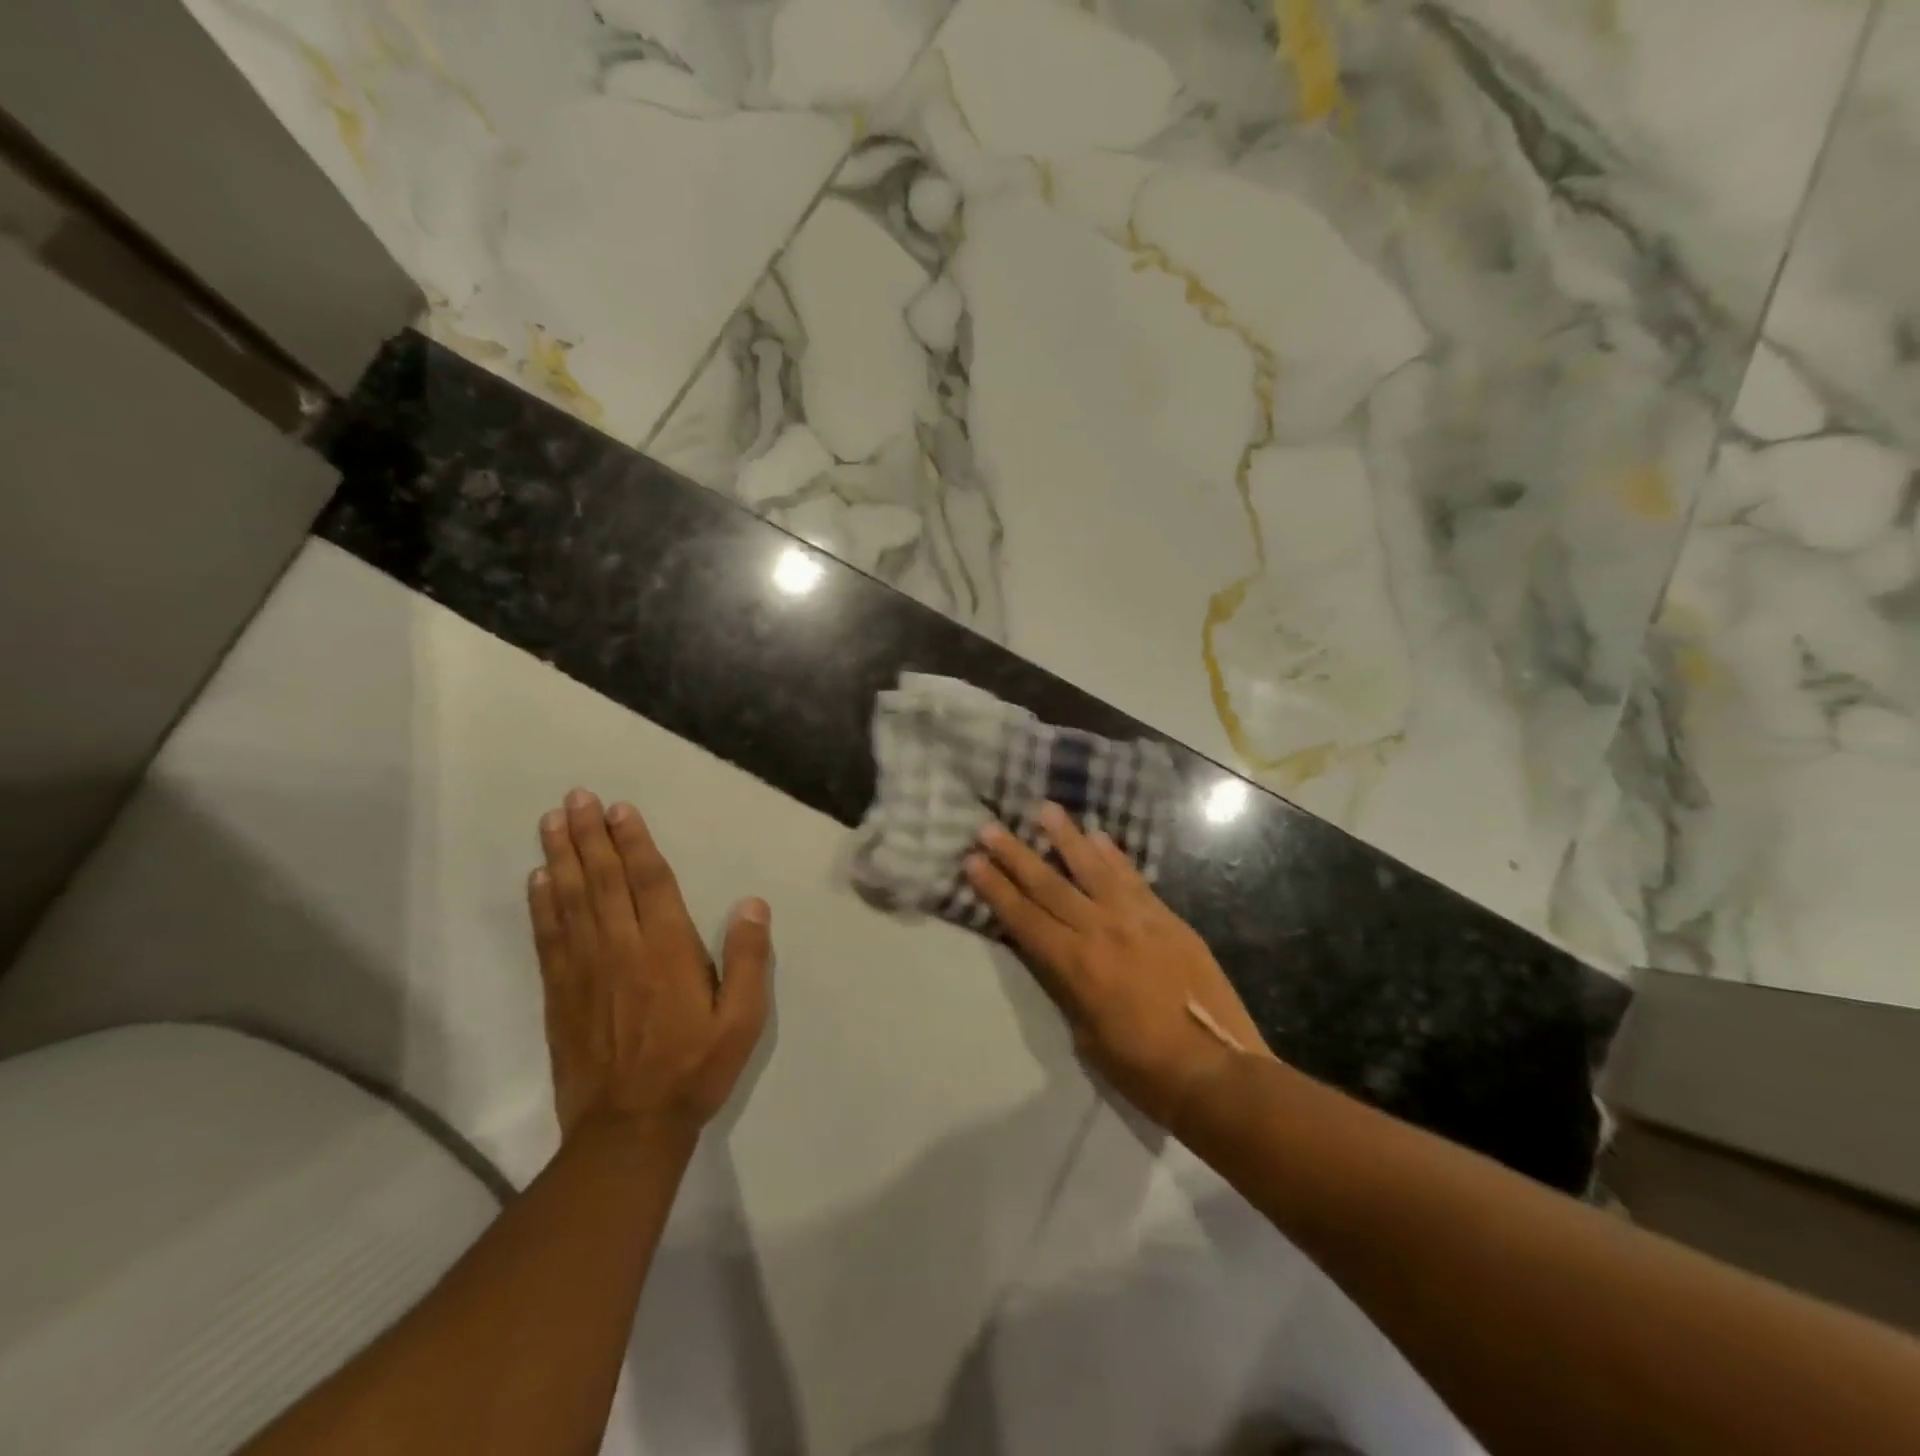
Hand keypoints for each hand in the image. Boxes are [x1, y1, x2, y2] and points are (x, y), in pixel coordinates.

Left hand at [528, 789, 773, 1146]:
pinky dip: (541, 904)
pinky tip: (537, 880)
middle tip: (575, 797)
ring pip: (570, 900)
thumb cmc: (694, 1069)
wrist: (628, 1131)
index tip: (618, 809)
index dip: (634, 842)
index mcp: (667, 950)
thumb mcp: (743, 1020)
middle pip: (602, 880)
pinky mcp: (559, 994)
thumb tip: (753, 904)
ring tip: (551, 821)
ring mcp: (584, 970)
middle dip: (589, 835)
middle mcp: (621, 948)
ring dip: (561, 857)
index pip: (649, 882)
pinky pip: (548, 937)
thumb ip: (750, 960)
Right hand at [965, 802, 1269, 1131]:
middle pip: (1049, 885)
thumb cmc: (1144, 1069)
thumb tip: (1056, 957)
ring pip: (1093, 868)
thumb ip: (1068, 988)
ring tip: (1044, 808)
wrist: (1217, 1069)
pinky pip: (1134, 879)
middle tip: (990, 827)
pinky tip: (1099, 836)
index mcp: (1076, 965)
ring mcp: (1137, 919)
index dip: (995, 889)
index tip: (972, 861)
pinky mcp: (1168, 918)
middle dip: (1015, 855)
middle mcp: (1101, 931)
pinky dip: (1114, 856)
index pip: (1024, 918)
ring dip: (1066, 837)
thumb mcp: (1087, 1037)